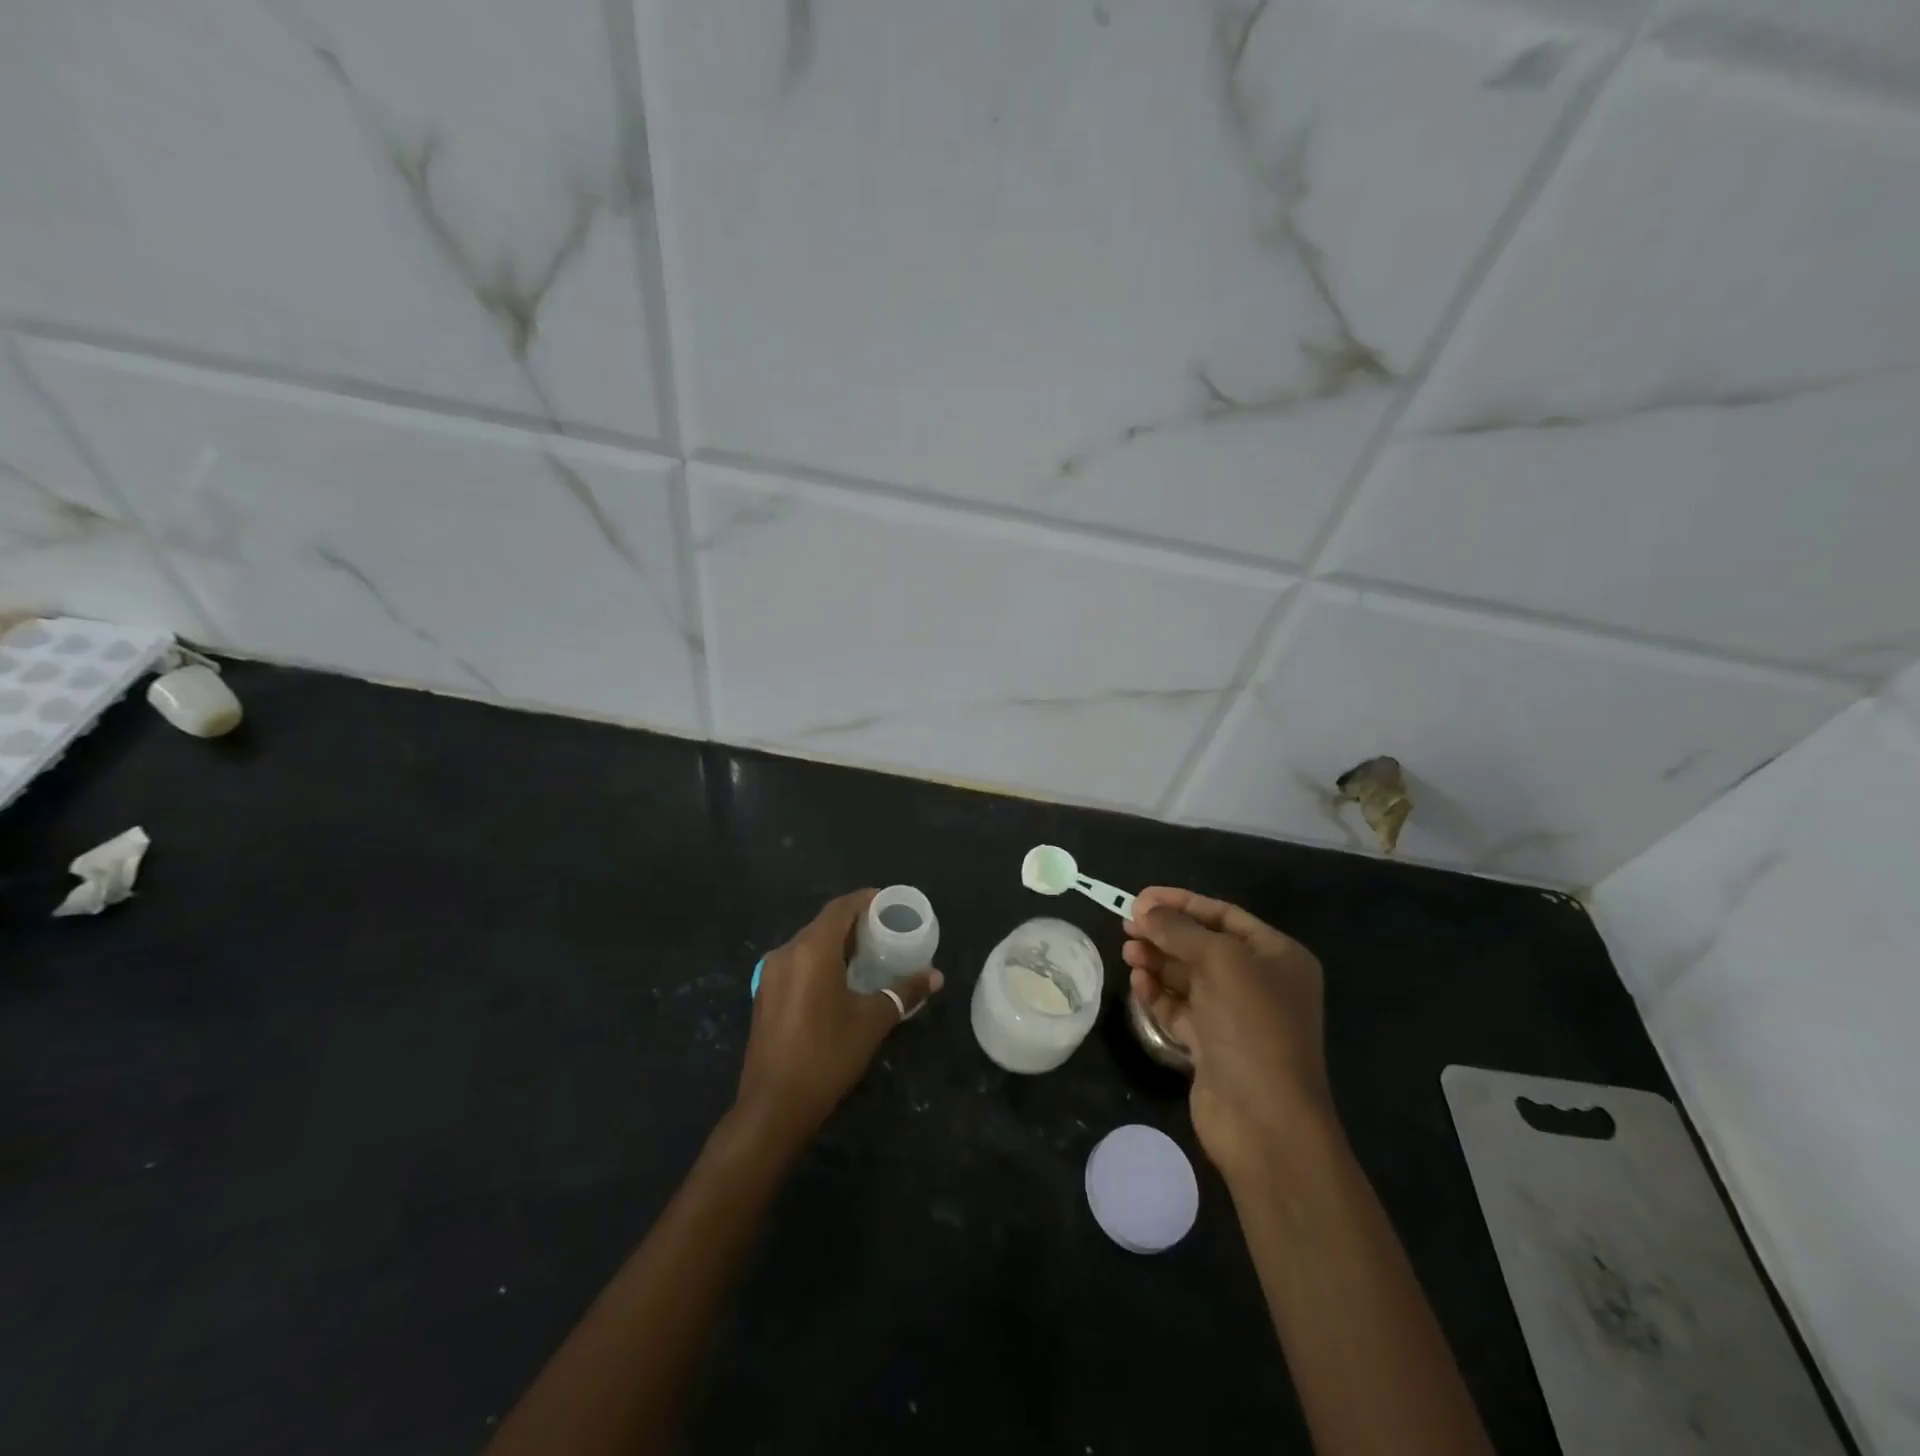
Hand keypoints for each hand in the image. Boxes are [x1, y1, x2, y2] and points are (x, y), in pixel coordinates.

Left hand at [736, 889, 942, 1146]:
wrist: (773, 1106)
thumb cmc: (827, 1056)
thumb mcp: (872, 1021)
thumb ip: (904, 992)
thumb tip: (935, 976)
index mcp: (812, 950)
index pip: (840, 908)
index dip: (865, 899)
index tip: (889, 902)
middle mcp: (786, 952)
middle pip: (823, 923)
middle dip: (853, 921)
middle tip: (884, 929)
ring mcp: (770, 974)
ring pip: (807, 943)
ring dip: (835, 942)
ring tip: (866, 953)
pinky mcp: (764, 994)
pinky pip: (796, 962)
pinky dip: (819, 960)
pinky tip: (838, 979)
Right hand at [1123, 886, 1334, 1184]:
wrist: (1264, 1120)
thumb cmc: (1252, 1026)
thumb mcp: (1220, 962)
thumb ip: (1179, 930)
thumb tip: (1146, 912)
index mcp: (1277, 956)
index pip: (1223, 915)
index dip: (1182, 902)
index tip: (1141, 898)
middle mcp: (1259, 982)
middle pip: (1202, 945)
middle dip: (1165, 933)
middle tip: (1127, 925)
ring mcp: (1235, 1016)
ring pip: (1187, 977)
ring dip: (1157, 961)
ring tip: (1128, 952)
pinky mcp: (1212, 1045)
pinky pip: (1179, 1008)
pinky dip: (1158, 994)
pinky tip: (1137, 983)